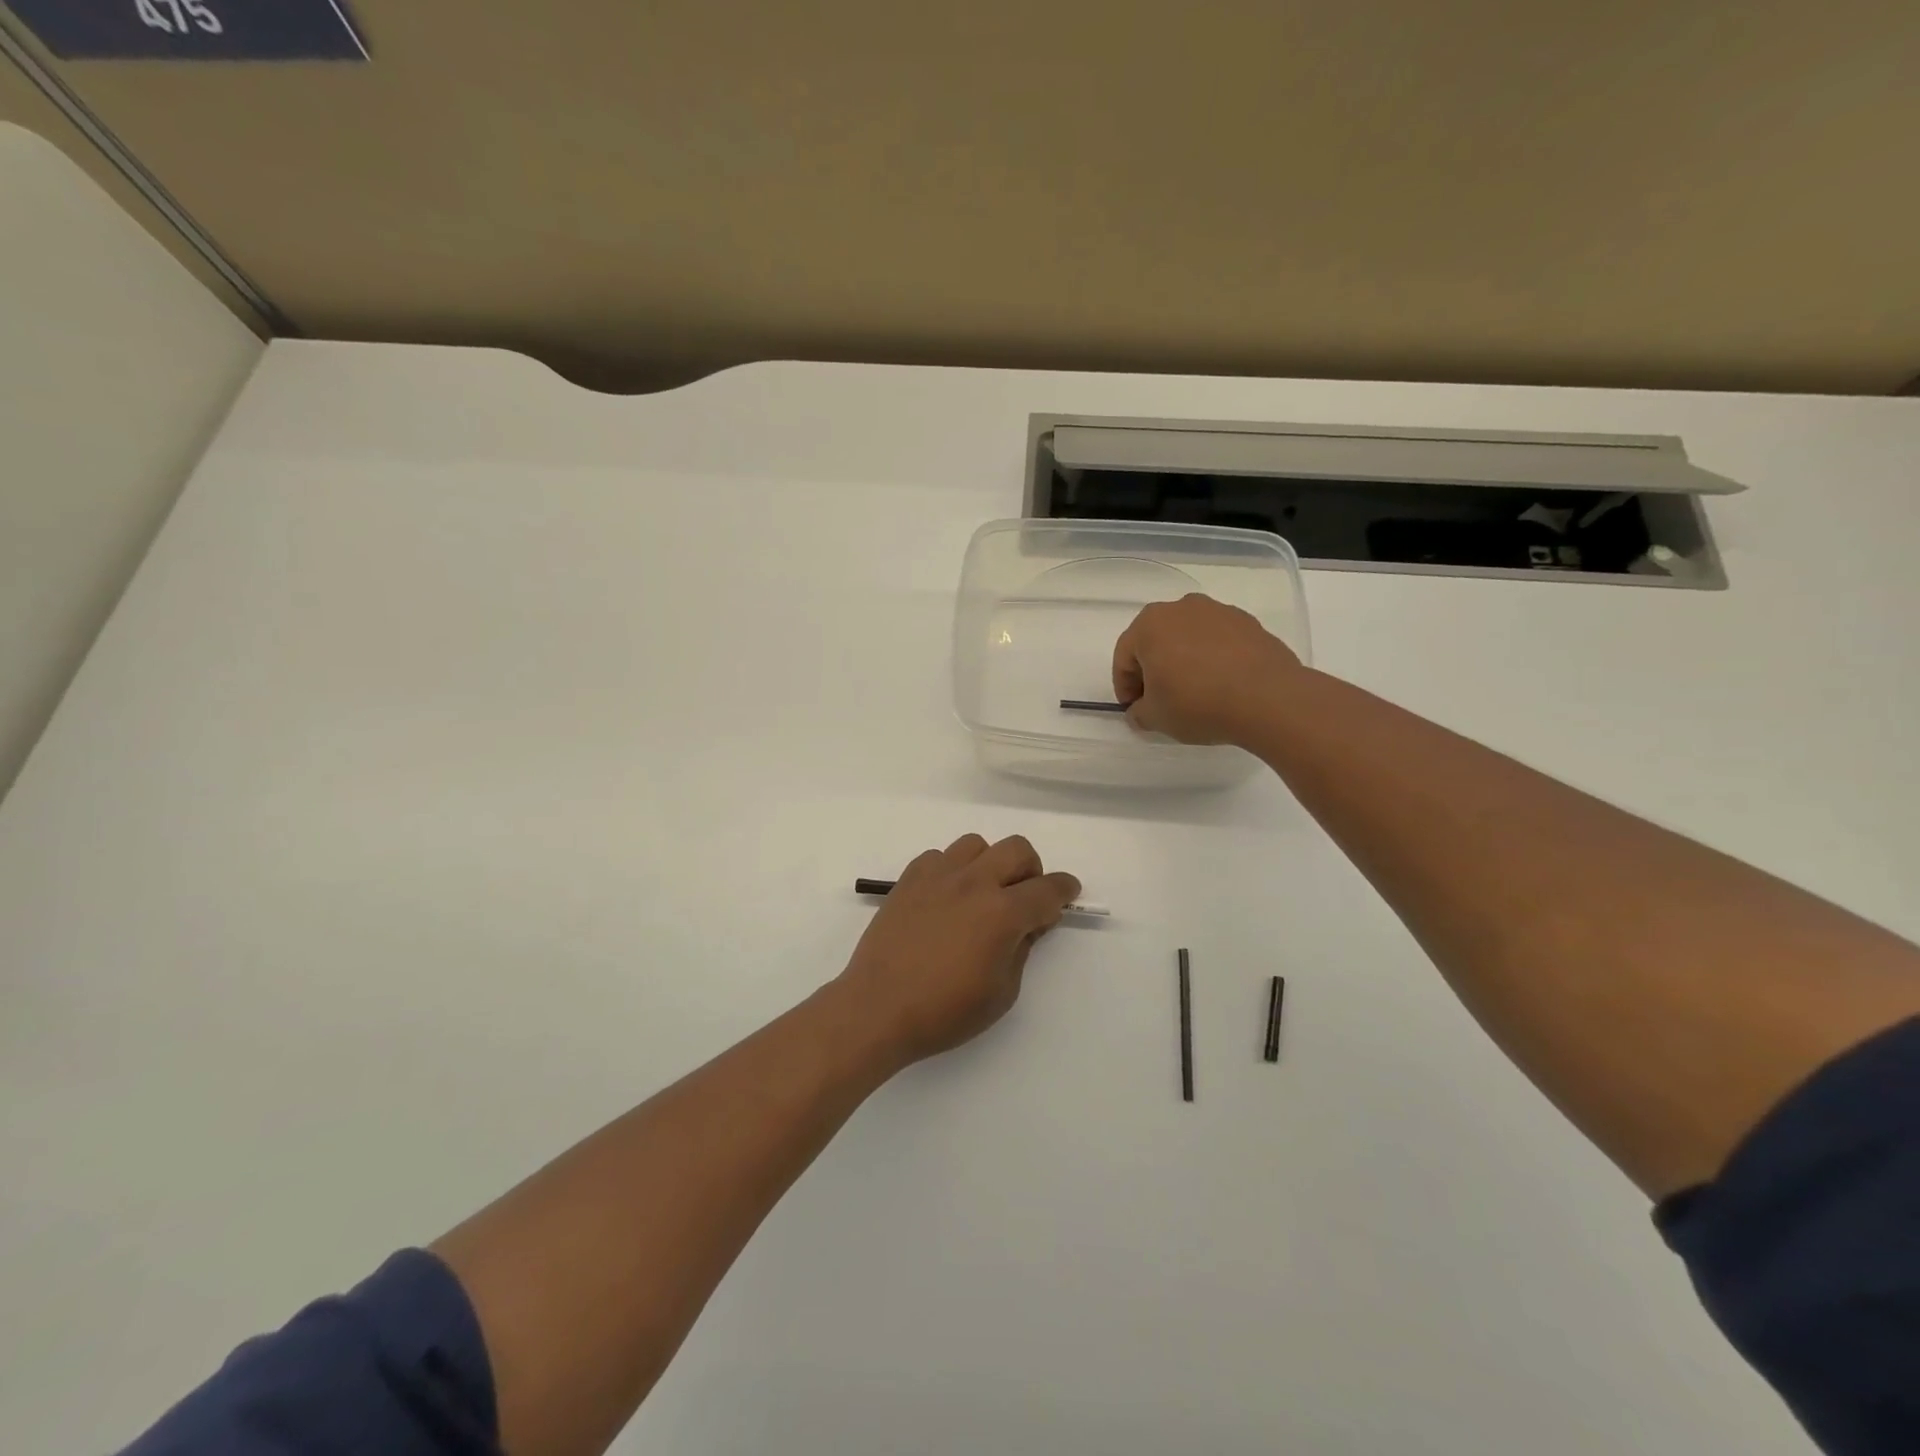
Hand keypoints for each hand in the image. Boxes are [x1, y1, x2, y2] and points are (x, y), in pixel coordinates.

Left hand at [834, 835, 1080, 1066]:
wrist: (878, 1008)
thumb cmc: (944, 1011)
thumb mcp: (1001, 992)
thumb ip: (1021, 949)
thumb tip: (1028, 924)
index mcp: (1002, 913)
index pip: (1047, 890)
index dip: (1065, 890)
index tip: (1068, 893)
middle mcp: (973, 882)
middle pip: (1017, 849)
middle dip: (1031, 869)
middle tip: (1026, 896)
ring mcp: (938, 875)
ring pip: (976, 844)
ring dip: (990, 863)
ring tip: (982, 893)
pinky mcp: (909, 879)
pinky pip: (939, 856)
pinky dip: (952, 869)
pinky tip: (946, 897)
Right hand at [1112, 593, 1303, 744]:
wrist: (1268, 698)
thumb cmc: (1198, 703)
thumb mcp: (1156, 718)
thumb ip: (1139, 712)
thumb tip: (1140, 710)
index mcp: (1149, 625)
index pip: (1124, 656)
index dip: (1124, 686)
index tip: (1134, 708)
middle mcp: (1181, 608)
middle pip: (1156, 640)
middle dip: (1153, 668)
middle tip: (1160, 698)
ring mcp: (1218, 611)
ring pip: (1188, 637)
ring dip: (1184, 660)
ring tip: (1194, 692)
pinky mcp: (1248, 622)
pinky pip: (1218, 640)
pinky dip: (1212, 658)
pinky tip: (1221, 684)